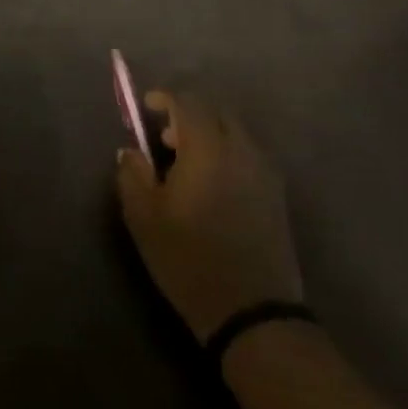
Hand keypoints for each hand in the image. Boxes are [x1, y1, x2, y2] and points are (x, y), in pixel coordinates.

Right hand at [115, 90, 304, 341]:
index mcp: (207, 147)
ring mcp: (264, 170)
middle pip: (216, 110)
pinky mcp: (276, 193)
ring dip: (209, 134)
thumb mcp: (144, 218)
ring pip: (235, 132)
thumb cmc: (189, 259)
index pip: (187, 101)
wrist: (252, 310)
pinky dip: (227, 153)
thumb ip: (132, 174)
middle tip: (165, 137)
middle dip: (189, 113)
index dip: (164, 98)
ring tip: (186, 163)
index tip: (146, 108)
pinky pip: (248, 154)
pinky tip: (212, 184)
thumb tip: (131, 150)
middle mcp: (241, 148)